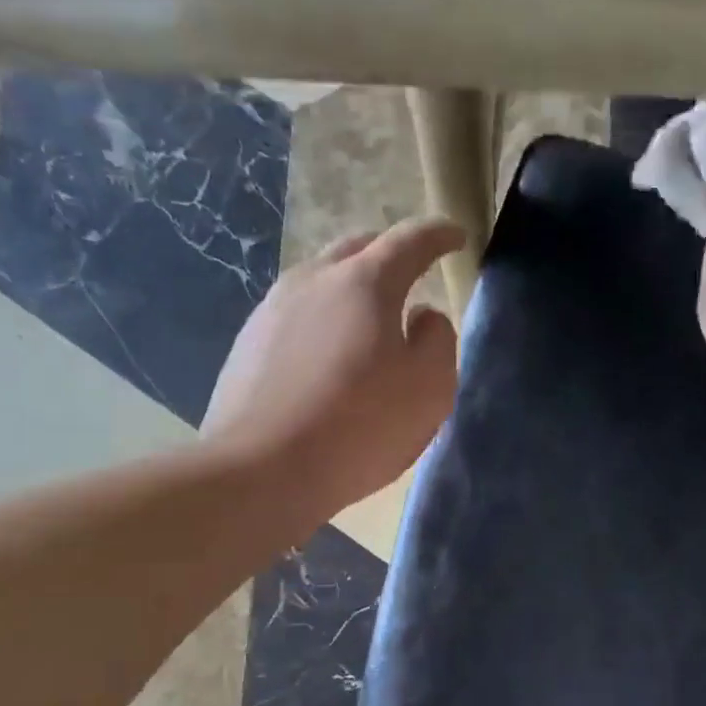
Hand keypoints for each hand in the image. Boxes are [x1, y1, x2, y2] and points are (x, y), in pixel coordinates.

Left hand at [201, 217, 463, 520]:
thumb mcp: (429, 388)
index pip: (410, 240)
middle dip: (389, 253)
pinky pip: (297, 314)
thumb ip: (438, 340)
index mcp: (365, 282)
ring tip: (368, 319)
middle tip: (411, 275)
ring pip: (321, 280)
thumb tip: (423, 316)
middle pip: (357, 248)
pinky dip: (323, 320)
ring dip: (351, 288)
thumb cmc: (360, 426)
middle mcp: (314, 279)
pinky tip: (328, 356)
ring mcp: (273, 308)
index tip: (456, 236)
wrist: (263, 470)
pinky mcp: (249, 343)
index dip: (439, 235)